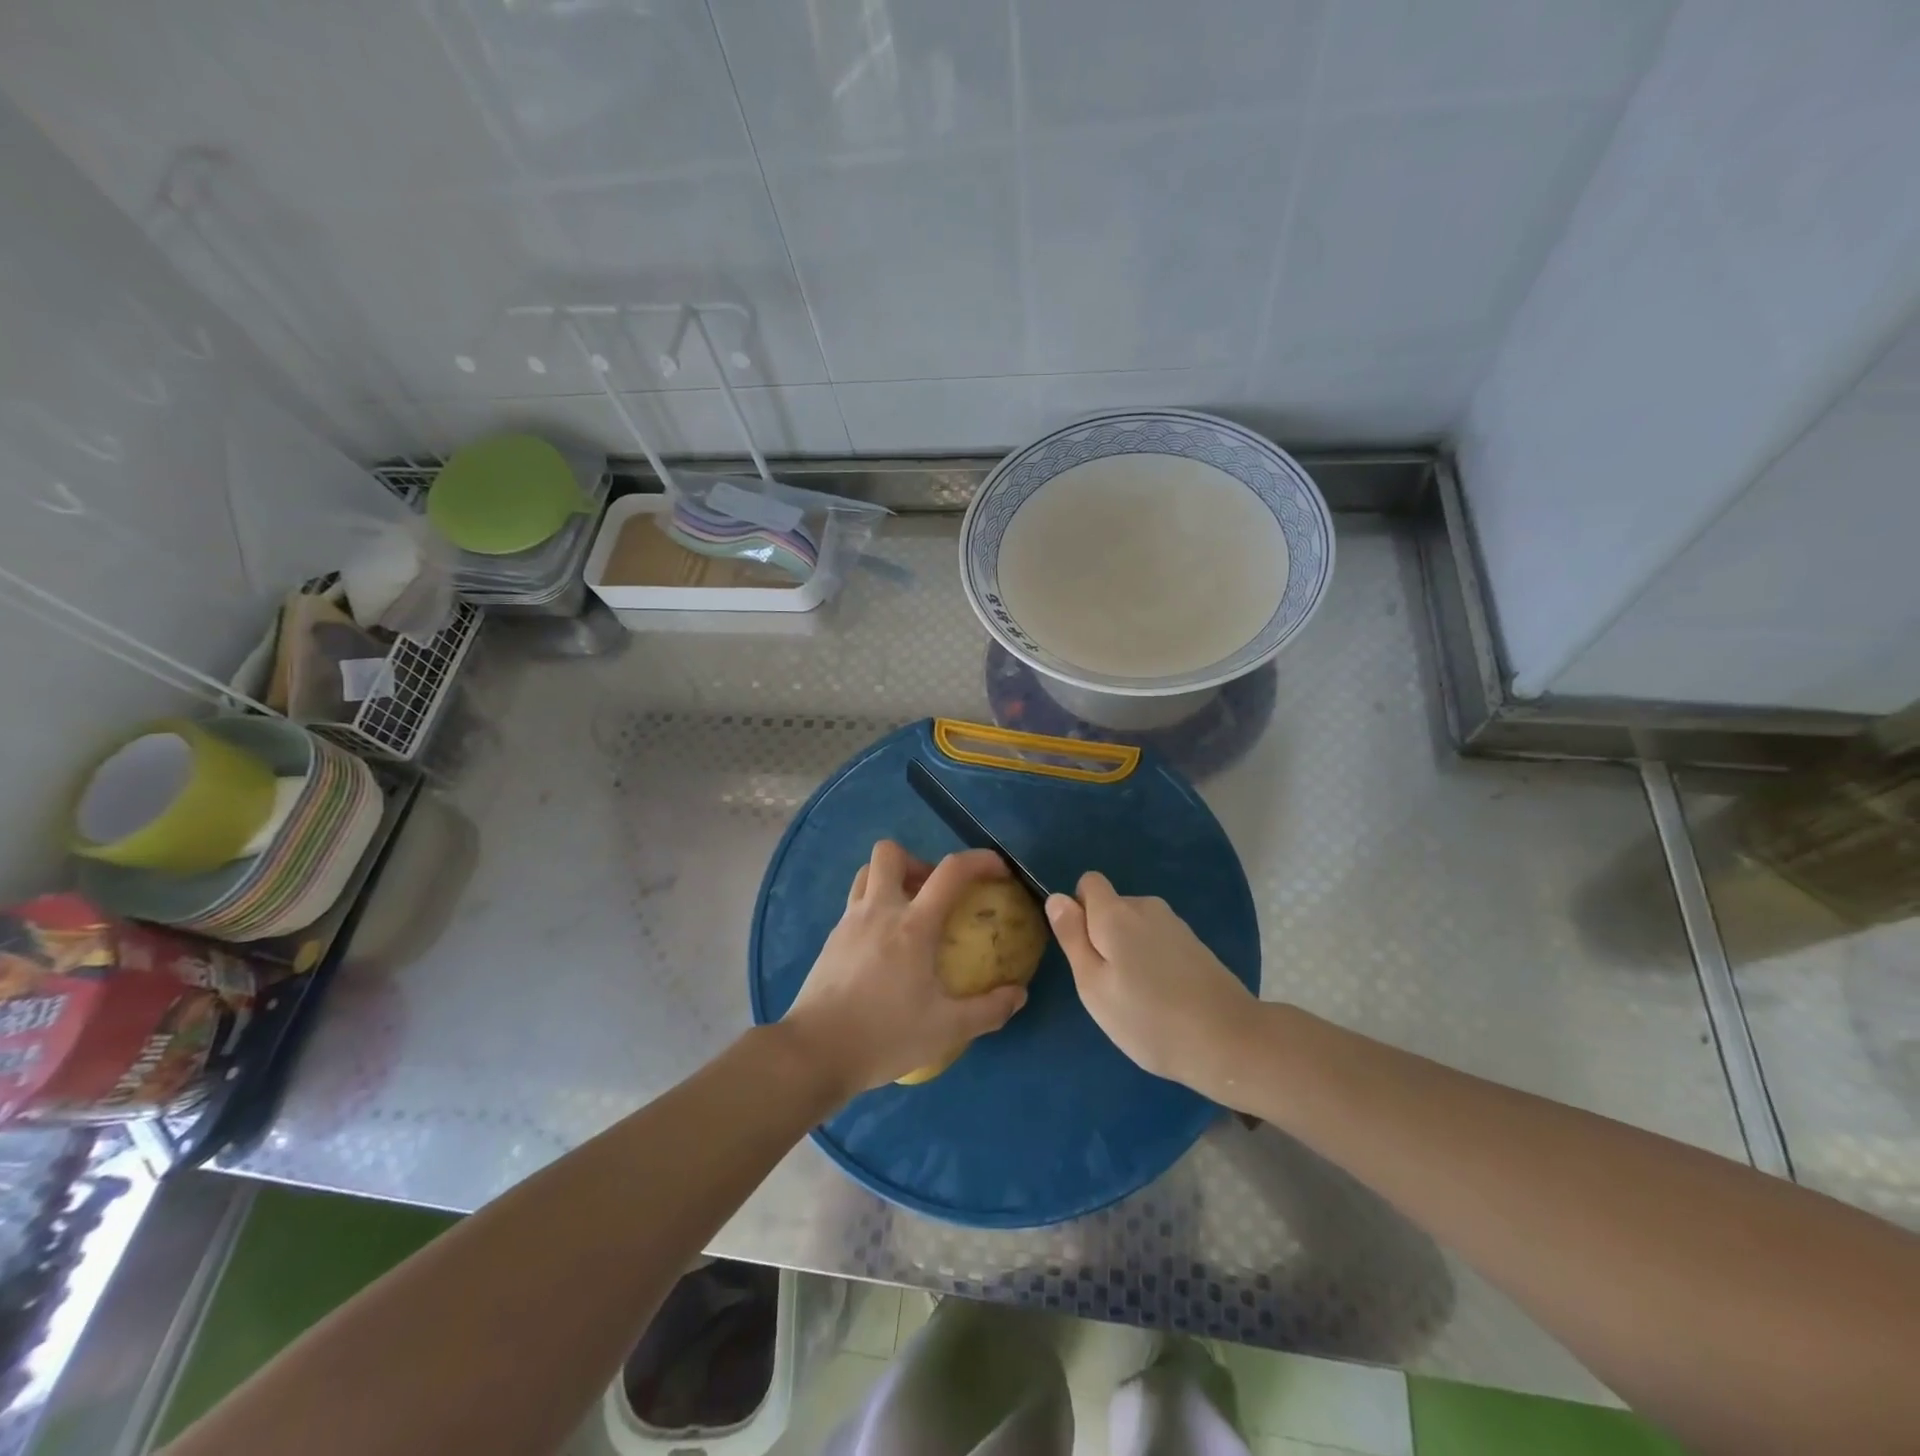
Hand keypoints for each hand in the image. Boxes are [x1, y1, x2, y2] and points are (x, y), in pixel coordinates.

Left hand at [781, 841, 1028, 1097]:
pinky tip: (883, 946)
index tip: (997, 870)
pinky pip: (854, 904)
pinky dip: (873, 908)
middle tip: (933, 894)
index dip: (979, 860)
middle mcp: (879, 911)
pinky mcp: (830, 940)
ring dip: (891, 880)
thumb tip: (1019, 994)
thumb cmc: (884, 1036)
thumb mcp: (947, 1029)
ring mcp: (849, 922)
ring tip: (908, 913)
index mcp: (913, 926)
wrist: (815, 1053)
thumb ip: (988, 1010)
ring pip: (867, 873)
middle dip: (918, 862)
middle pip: (891, 853)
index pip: (950, 871)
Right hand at [1046, 871, 1258, 1102]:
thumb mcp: (1093, 984)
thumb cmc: (1147, 1017)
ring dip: (1128, 950)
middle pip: (1112, 906)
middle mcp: (1146, 907)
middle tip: (1108, 984)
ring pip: (1135, 926)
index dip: (1079, 911)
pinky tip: (1164, 997)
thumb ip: (1072, 936)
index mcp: (1116, 912)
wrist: (1228, 1040)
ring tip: (1138, 996)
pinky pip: (1158, 941)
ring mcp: (1175, 925)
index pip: (1088, 883)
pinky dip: (1153, 960)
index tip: (1085, 951)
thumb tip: (1057, 897)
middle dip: (1103, 935)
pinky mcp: (1195, 944)